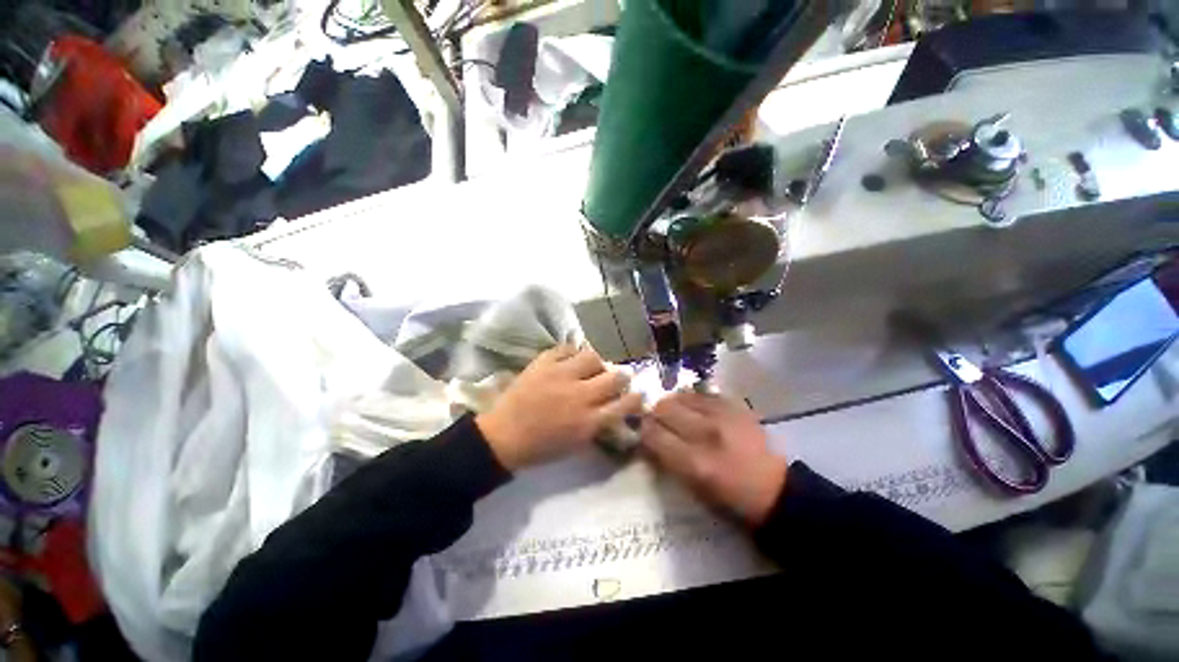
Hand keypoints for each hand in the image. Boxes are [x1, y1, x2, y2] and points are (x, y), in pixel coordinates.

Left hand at [477, 345, 643, 470]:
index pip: (624, 404)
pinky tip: (569, 360)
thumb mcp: (576, 444)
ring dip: (597, 363)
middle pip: (615, 377)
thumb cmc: (541, 447)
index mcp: (589, 421)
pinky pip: (566, 348)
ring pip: (593, 357)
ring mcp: (561, 375)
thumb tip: (614, 409)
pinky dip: (571, 353)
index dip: (635, 397)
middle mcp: (580, 395)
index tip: (637, 393)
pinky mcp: (544, 363)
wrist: (503, 436)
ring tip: (591, 367)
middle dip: (622, 377)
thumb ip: (598, 425)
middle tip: (618, 377)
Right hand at [641, 393, 786, 525]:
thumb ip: (666, 460)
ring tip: (676, 414)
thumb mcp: (693, 489)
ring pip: (681, 396)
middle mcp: (706, 433)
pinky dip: (692, 400)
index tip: (641, 431)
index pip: (653, 434)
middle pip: (664, 408)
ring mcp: (723, 416)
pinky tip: (695, 409)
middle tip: (658, 422)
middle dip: (655, 414)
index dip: (643, 430)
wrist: (775, 490)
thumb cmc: (730, 499)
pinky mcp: (735, 406)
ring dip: (673, 405)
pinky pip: (702, 394)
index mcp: (695, 462)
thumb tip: (646, 437)